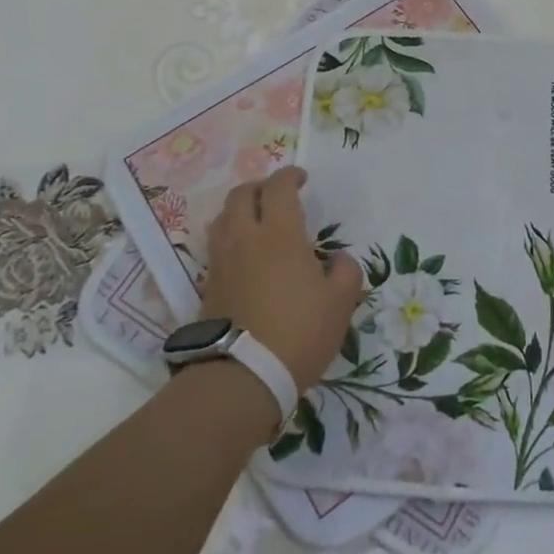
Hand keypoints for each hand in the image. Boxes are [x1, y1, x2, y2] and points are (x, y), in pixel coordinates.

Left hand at [203, 167, 364, 393]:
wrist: (242, 378)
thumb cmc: (298, 332)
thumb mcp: (341, 302)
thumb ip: (346, 271)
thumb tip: (338, 260)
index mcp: (279, 234)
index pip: (278, 187)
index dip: (290, 176)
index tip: (302, 178)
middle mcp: (244, 239)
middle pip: (241, 194)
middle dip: (260, 187)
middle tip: (278, 195)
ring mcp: (221, 262)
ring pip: (222, 218)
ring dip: (240, 210)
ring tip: (257, 221)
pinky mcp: (207, 286)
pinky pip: (217, 247)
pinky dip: (230, 238)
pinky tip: (246, 256)